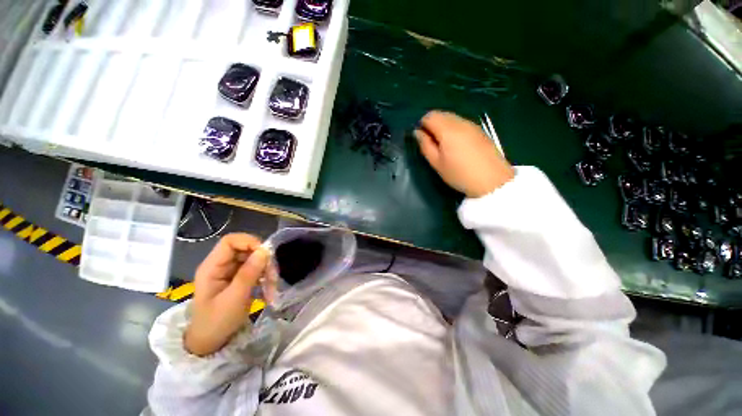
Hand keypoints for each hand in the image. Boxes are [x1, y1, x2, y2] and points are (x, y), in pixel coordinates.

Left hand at [184, 233, 268, 356]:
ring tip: (272, 286)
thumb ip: (249, 273)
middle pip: (245, 249)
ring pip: (254, 259)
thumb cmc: (217, 322)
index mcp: (212, 267)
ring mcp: (230, 272)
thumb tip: (265, 250)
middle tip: (273, 275)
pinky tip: (268, 289)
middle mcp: (221, 265)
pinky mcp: (239, 278)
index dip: (249, 242)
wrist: (210, 343)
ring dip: (266, 270)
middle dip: (262, 260)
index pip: (230, 241)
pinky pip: (256, 269)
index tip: (265, 254)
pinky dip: (265, 277)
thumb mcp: (234, 299)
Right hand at [414, 111, 514, 197]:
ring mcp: (472, 125)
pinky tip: (457, 146)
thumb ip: (425, 145)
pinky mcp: (480, 131)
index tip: (422, 139)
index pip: (430, 116)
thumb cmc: (459, 174)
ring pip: (452, 118)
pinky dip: (454, 129)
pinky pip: (462, 123)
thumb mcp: (437, 163)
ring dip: (443, 127)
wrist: (492, 181)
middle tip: (432, 144)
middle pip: (441, 114)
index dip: (422, 125)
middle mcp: (460, 122)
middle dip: (432, 125)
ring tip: (444, 146)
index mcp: (448, 130)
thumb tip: (417, 132)